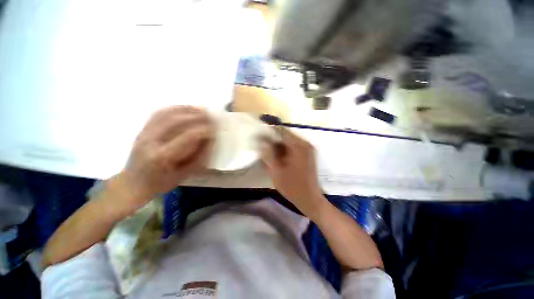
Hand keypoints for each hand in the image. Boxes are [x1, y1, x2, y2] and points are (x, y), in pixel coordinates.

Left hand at [107, 106, 213, 215]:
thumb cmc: (161, 182)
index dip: (203, 130)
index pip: (186, 137)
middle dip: (196, 115)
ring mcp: (144, 133)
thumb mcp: (185, 174)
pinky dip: (174, 108)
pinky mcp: (142, 130)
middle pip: (175, 121)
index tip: (215, 128)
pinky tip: (185, 108)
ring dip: (186, 109)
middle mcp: (150, 141)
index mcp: (161, 156)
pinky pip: (158, 113)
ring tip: (201, 109)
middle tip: (211, 115)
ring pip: (166, 113)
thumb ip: (199, 156)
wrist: (133, 183)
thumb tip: (211, 139)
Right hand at [261, 128, 325, 216]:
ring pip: (288, 142)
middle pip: (285, 136)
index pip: (281, 131)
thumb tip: (262, 142)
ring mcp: (307, 149)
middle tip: (262, 148)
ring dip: (278, 146)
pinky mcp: (307, 154)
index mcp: (298, 146)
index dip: (269, 133)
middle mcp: (305, 144)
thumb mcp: (276, 171)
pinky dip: (284, 151)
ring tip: (268, 154)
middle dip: (273, 141)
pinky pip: (293, 148)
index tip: (259, 138)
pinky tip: (278, 159)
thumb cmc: (292, 187)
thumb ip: (268, 154)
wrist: (309, 199)